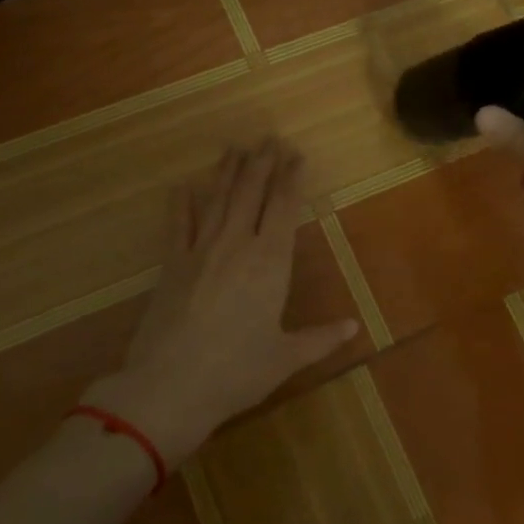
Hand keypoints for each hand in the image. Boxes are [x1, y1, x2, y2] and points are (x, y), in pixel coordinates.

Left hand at [81, 138, 358, 466]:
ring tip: (234, 146)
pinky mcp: (171, 264)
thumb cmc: (237, 373)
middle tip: (269, 137)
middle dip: (262, 163)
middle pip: (251, 192)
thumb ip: (321, 339)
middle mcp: (237, 245)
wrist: (169, 386)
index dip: (291, 178)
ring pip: (217, 199)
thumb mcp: (285, 358)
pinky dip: (182, 203)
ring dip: (227, 171)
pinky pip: (178, 225)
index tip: (296, 154)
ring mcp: (200, 251)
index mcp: (270, 262)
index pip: (285, 207)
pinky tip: (183, 186)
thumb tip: (354, 328)